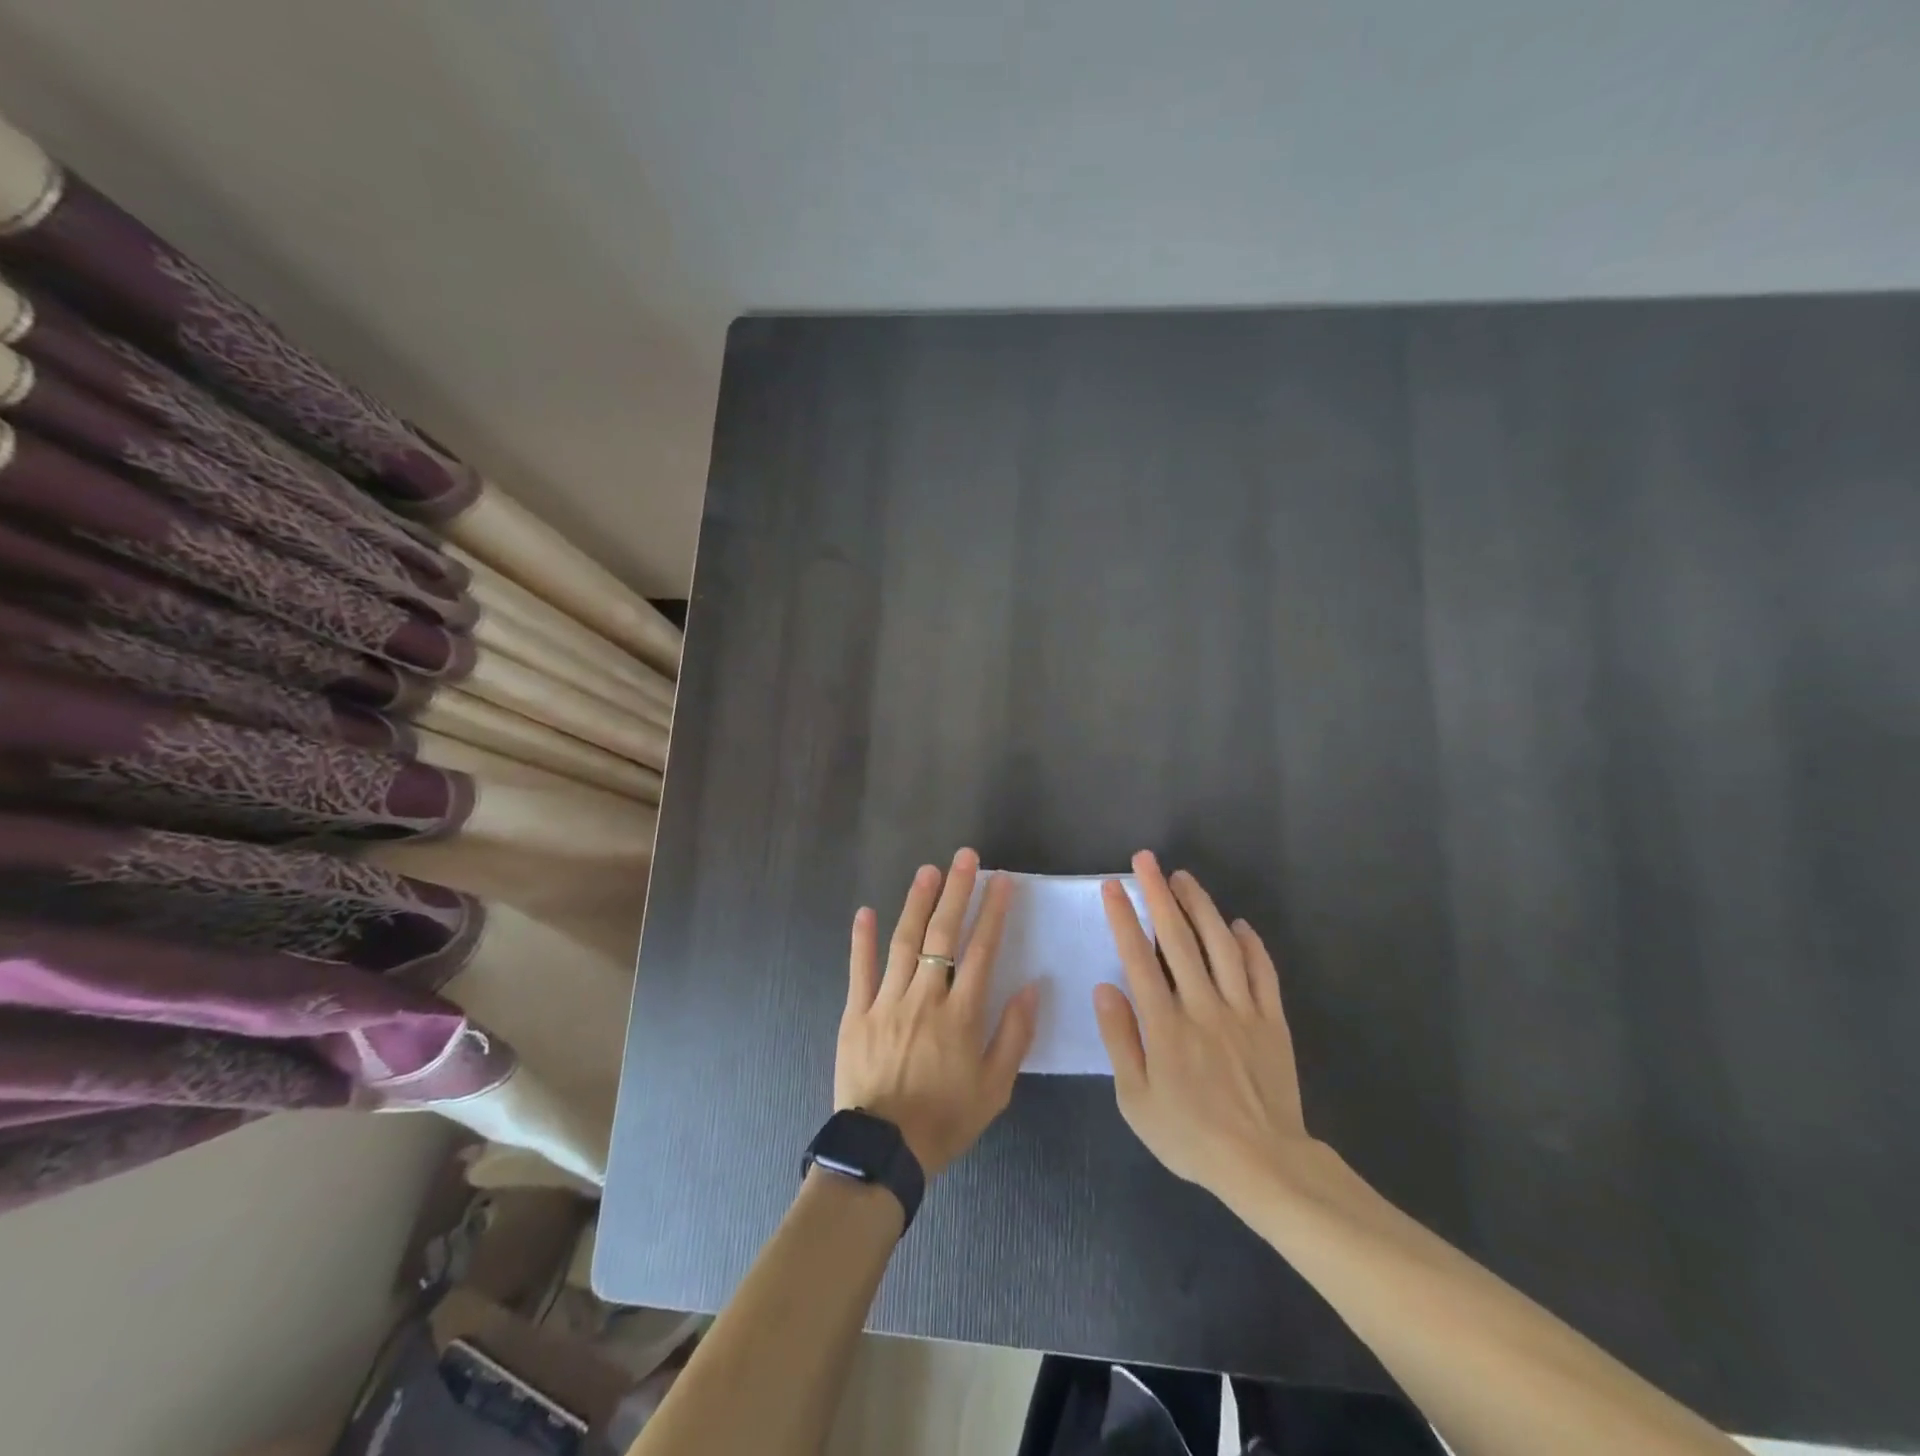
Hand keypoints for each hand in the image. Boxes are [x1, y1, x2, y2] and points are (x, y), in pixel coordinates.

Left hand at [836, 848, 1039, 1175]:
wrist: (883, 1153)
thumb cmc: (945, 1121)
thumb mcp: (995, 1089)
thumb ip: (1014, 1035)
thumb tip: (1033, 987)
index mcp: (961, 1015)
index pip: (982, 950)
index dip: (993, 912)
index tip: (1002, 880)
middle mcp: (925, 998)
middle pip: (942, 934)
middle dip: (957, 891)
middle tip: (966, 857)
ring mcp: (886, 1002)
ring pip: (903, 942)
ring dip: (916, 902)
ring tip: (928, 870)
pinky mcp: (856, 1014)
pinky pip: (859, 970)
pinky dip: (862, 939)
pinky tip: (866, 912)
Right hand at [1093, 850, 1315, 1206]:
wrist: (1264, 1165)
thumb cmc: (1190, 1136)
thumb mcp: (1136, 1100)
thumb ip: (1120, 1040)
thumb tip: (1104, 988)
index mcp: (1165, 1025)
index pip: (1139, 958)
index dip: (1124, 917)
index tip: (1113, 885)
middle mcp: (1203, 1006)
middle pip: (1179, 939)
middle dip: (1159, 894)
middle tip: (1146, 860)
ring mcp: (1242, 1010)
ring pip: (1221, 945)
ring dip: (1202, 906)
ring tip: (1184, 878)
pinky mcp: (1271, 1021)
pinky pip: (1262, 973)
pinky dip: (1251, 944)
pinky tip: (1239, 924)